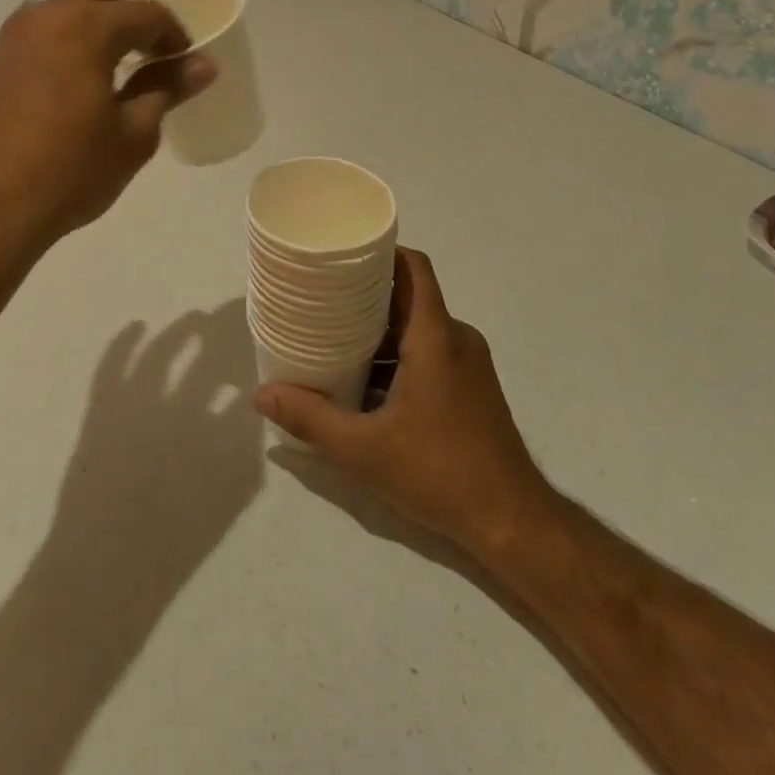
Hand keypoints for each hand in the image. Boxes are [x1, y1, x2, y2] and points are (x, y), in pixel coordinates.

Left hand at [0, 0, 215, 259]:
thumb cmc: (69, 172)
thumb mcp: (132, 134)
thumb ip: (166, 89)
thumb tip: (203, 65)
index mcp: (86, 27)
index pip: (146, 13)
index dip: (174, 34)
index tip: (185, 62)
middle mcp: (43, 18)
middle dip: (130, 21)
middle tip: (149, 59)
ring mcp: (7, 38)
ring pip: (60, 13)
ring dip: (91, 29)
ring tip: (107, 73)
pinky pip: (33, 37)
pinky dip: (59, 47)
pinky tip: (65, 90)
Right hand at [254, 248, 546, 560]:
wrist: (513, 522)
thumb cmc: (440, 472)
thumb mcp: (364, 450)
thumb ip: (311, 419)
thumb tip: (262, 394)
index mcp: (435, 336)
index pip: (413, 268)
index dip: (381, 251)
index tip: (344, 253)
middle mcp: (456, 339)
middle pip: (409, 297)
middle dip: (366, 294)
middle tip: (322, 298)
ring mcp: (468, 364)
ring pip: (418, 328)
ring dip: (380, 331)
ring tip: (334, 339)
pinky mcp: (472, 388)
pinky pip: (430, 352)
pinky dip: (398, 356)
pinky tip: (366, 383)